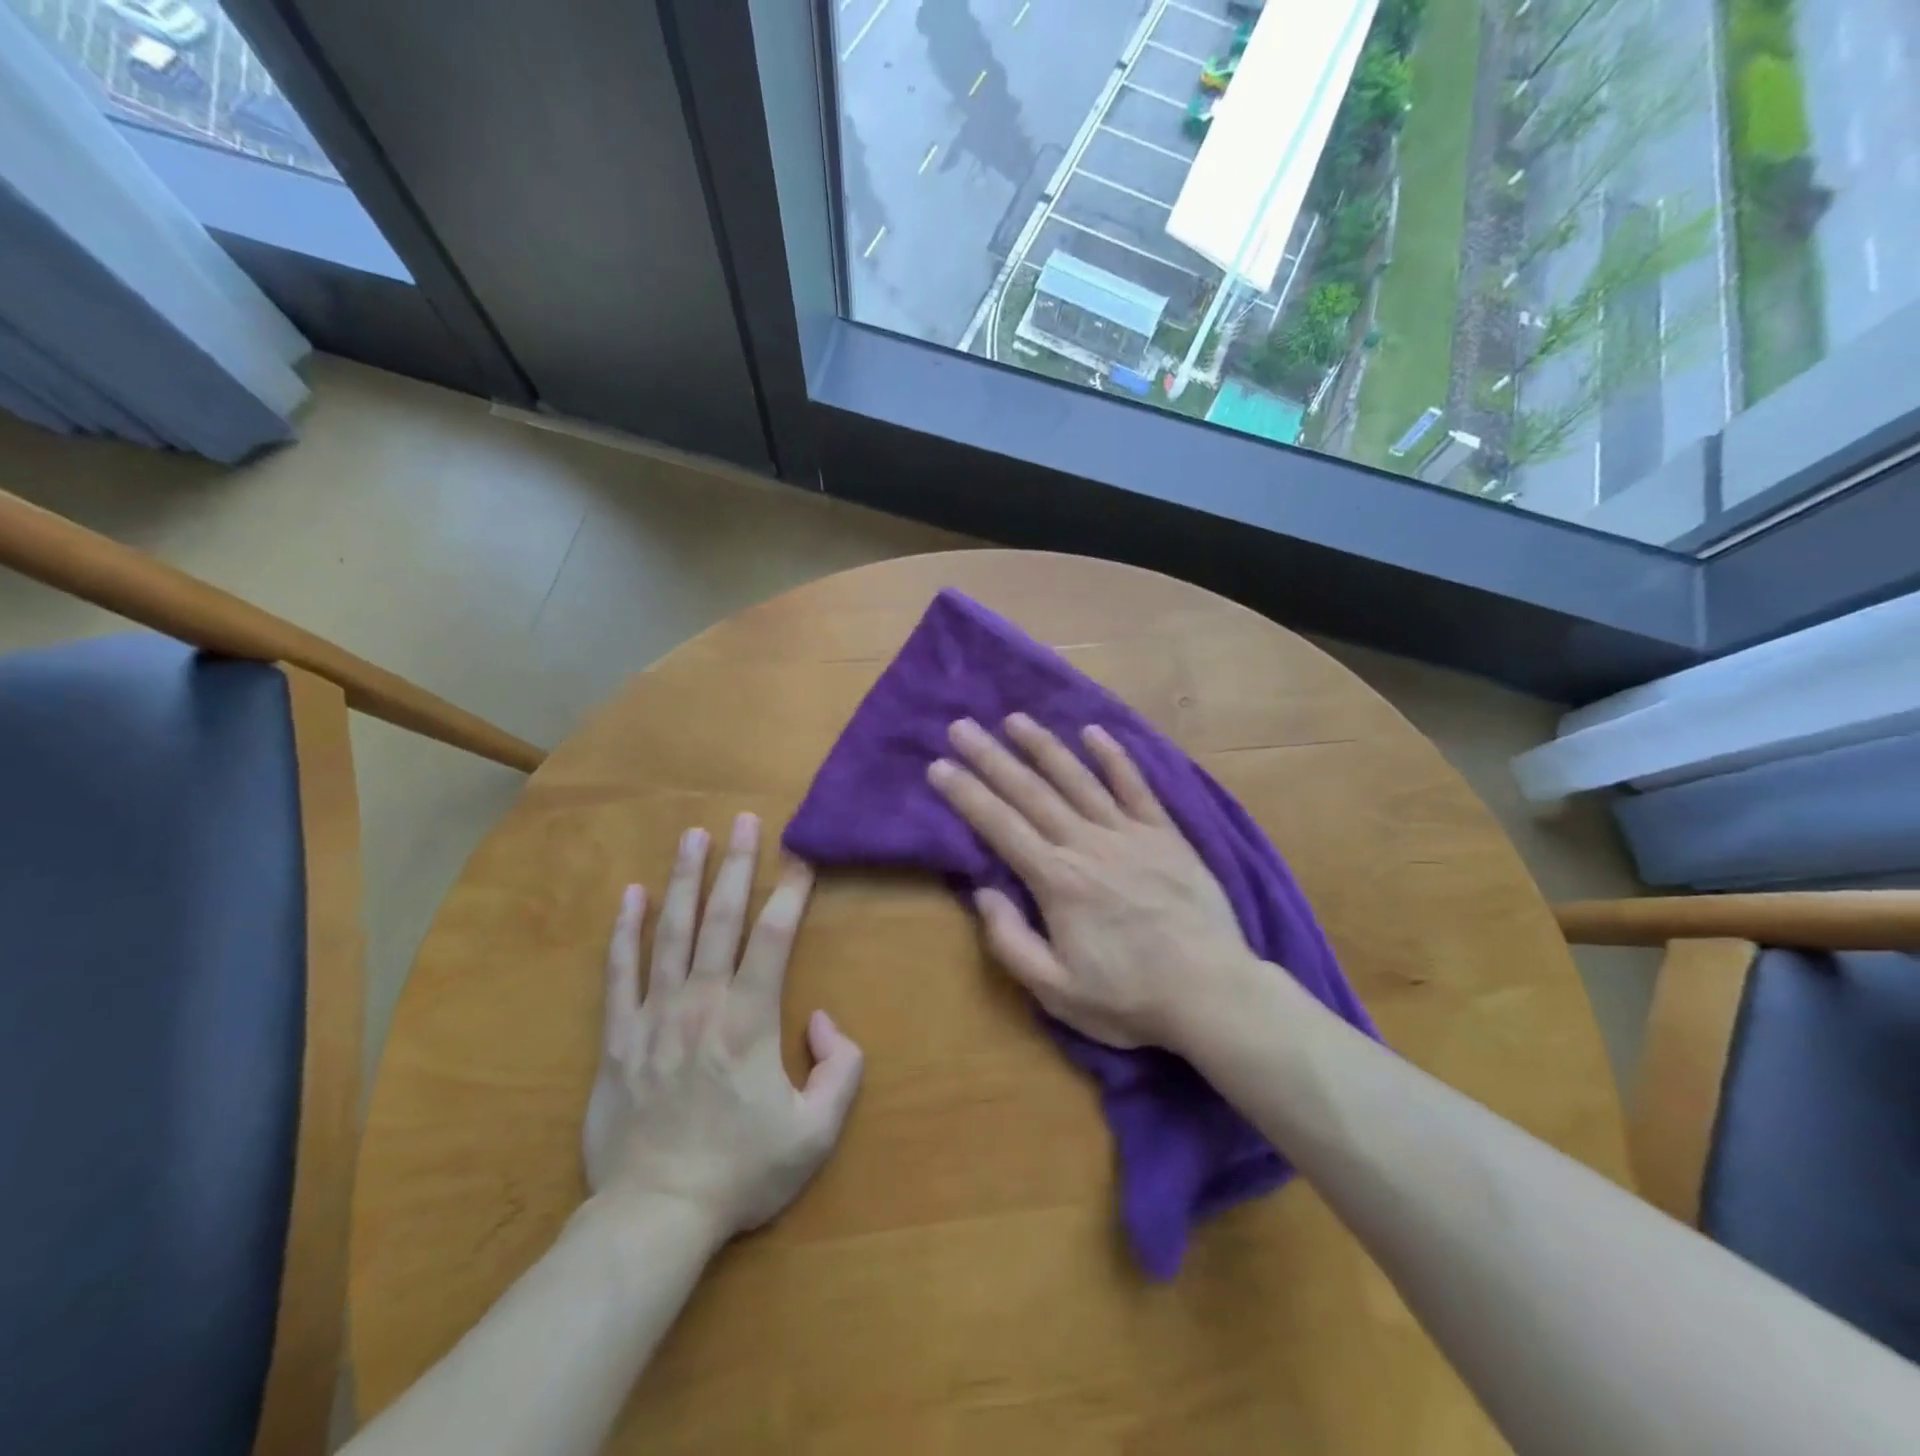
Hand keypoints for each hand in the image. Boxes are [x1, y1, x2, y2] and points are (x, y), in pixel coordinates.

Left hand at [583, 814, 863, 1241]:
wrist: (656, 1215)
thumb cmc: (742, 1171)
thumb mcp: (816, 1131)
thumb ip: (840, 1068)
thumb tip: (821, 1018)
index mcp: (750, 1018)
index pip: (775, 936)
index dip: (791, 891)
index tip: (801, 856)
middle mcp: (702, 1001)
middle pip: (721, 918)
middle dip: (736, 864)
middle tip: (742, 820)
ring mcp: (655, 1015)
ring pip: (670, 932)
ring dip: (683, 879)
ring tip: (691, 835)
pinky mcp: (618, 1037)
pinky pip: (619, 972)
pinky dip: (625, 931)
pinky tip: (630, 895)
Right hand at [928, 714, 1259, 1050]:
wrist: (1213, 993)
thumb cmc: (1130, 998)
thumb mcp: (1056, 991)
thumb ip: (1011, 941)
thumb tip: (983, 891)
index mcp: (1057, 881)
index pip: (1000, 826)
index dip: (966, 794)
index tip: (939, 766)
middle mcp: (1087, 844)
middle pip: (1031, 792)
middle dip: (991, 757)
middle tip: (961, 726)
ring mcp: (1129, 833)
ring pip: (1077, 779)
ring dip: (1043, 746)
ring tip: (1015, 719)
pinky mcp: (1165, 833)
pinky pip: (1135, 785)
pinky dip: (1114, 757)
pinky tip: (1093, 731)